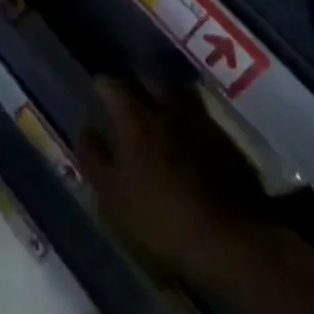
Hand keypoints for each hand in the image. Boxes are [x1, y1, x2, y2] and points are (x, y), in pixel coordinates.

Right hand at [77, 79, 266, 279]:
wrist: (229, 233)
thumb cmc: (161, 215)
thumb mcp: (114, 195)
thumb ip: (94, 158)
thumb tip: (84, 129)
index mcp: (133, 118)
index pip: (111, 86)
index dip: (102, 86)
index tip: (98, 91)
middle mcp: (164, 107)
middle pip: (145, 80)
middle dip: (134, 84)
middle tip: (127, 97)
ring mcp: (196, 118)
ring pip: (175, 90)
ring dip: (163, 93)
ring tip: (158, 105)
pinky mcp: (222, 135)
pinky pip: (198, 110)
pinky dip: (187, 112)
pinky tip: (186, 128)